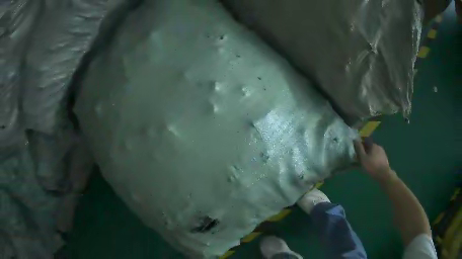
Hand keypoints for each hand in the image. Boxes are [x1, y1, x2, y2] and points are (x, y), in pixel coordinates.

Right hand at [354, 138, 395, 182]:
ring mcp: (382, 153)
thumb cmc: (372, 166)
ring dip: (369, 156)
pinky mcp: (384, 159)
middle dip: (364, 151)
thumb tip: (355, 139)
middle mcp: (378, 146)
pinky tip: (371, 165)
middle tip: (359, 157)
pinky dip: (373, 159)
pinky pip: (377, 157)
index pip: (365, 141)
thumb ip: (359, 149)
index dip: (360, 145)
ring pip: (373, 152)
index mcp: (373, 145)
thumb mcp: (363, 158)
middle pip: (369, 147)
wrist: (384, 175)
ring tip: (365, 163)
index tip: (356, 150)